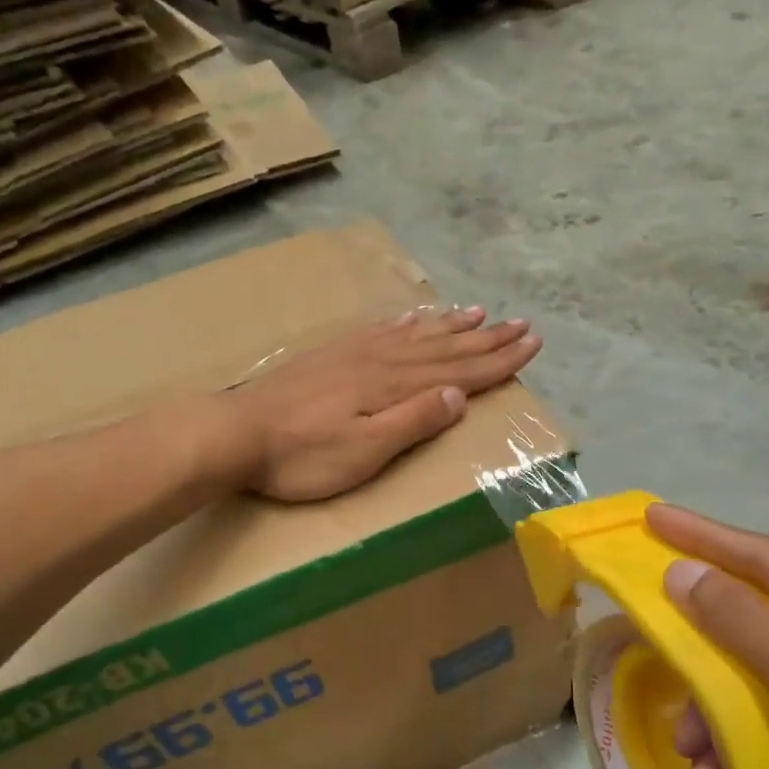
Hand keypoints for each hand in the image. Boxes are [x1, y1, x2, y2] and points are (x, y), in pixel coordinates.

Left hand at [225, 307, 539, 502]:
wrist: (236, 433)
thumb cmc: (303, 456)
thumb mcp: (365, 451)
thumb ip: (412, 421)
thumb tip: (458, 396)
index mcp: (395, 386)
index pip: (460, 372)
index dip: (498, 360)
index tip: (532, 345)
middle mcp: (382, 361)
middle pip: (445, 347)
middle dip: (487, 338)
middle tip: (522, 324)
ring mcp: (355, 354)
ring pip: (416, 334)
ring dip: (451, 325)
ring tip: (480, 312)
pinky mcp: (332, 355)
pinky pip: (379, 331)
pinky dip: (404, 324)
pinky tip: (412, 318)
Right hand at [648, 505, 768, 768]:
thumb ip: (739, 621)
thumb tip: (680, 572)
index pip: (762, 556)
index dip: (702, 536)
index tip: (652, 517)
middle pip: (749, 627)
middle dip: (700, 657)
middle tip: (652, 656)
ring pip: (752, 687)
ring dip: (714, 722)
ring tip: (692, 759)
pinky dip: (739, 756)